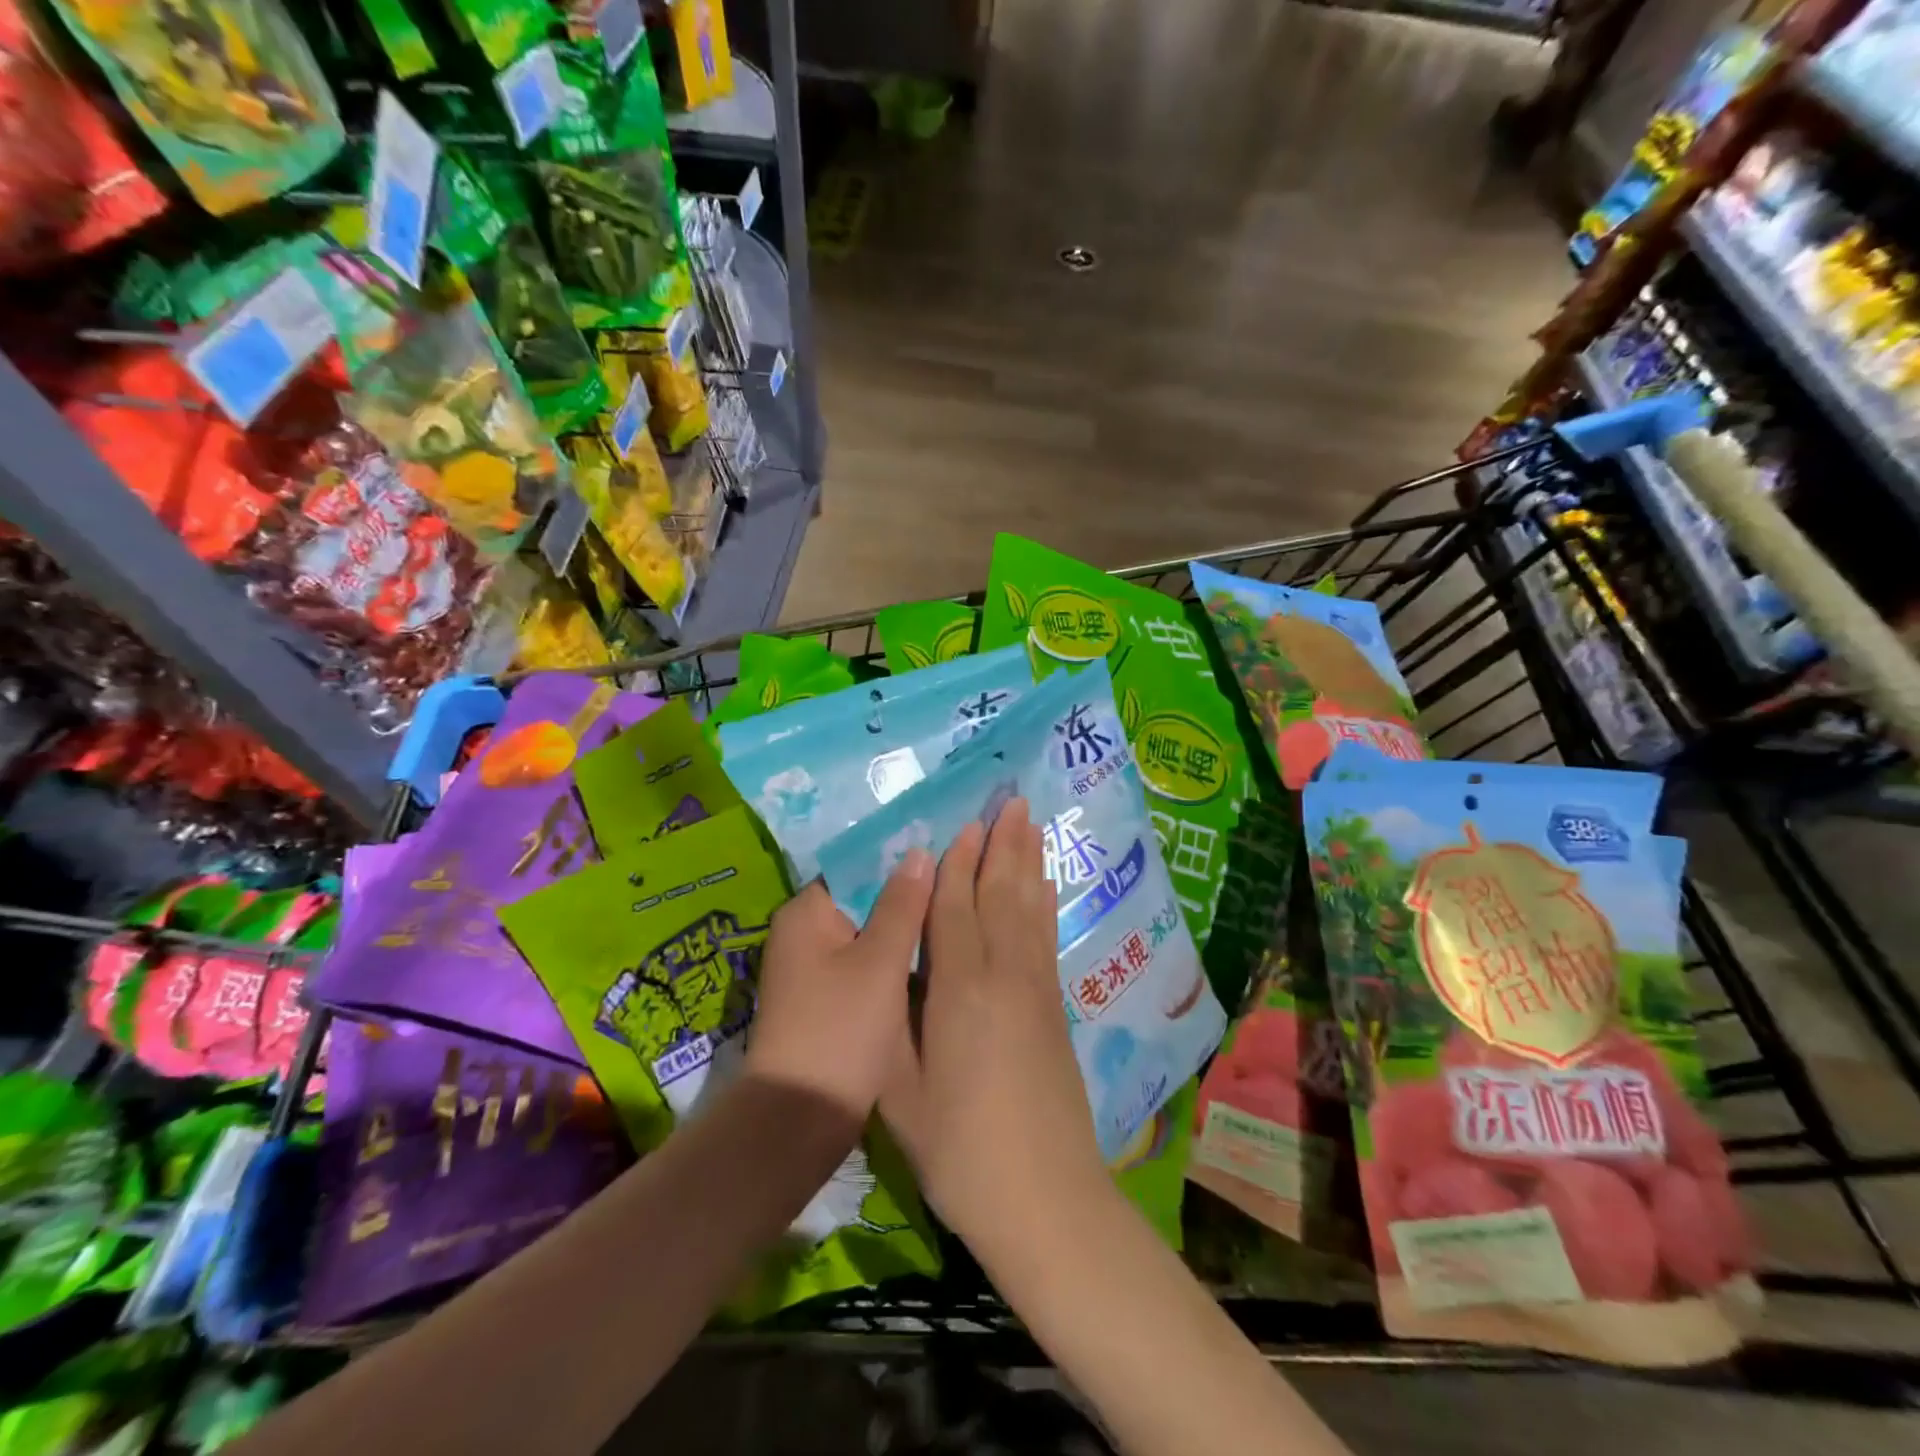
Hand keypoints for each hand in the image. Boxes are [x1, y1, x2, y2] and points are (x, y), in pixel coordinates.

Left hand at [745, 857, 933, 1130]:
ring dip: (903, 929)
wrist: (799, 1122)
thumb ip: (902, 905)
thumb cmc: (839, 1031)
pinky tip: (931, 959)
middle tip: (961, 882)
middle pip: (863, 899)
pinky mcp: (824, 1001)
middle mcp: (802, 933)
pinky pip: (863, 965)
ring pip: (867, 934)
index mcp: (806, 912)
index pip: (858, 865)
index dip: (901, 858)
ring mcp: (812, 969)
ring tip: (956, 914)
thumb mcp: (880, 963)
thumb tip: (918, 852)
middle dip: (908, 894)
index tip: (947, 851)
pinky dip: (892, 961)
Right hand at [880, 800, 1108, 1248]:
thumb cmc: (958, 1149)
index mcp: (959, 988)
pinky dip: (1044, 903)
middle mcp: (1003, 974)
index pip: (954, 907)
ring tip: (1030, 824)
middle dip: (1003, 845)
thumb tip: (888, 968)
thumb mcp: (900, 1088)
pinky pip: (1046, 937)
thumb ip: (895, 1019)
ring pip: (1029, 908)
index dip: (957, 863)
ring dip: (1028, 863)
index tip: (963, 823)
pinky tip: (1045, 888)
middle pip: (1001, 893)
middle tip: (1011, 800)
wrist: (1045, 1198)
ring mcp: (1036, 989)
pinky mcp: (1055, 1009)